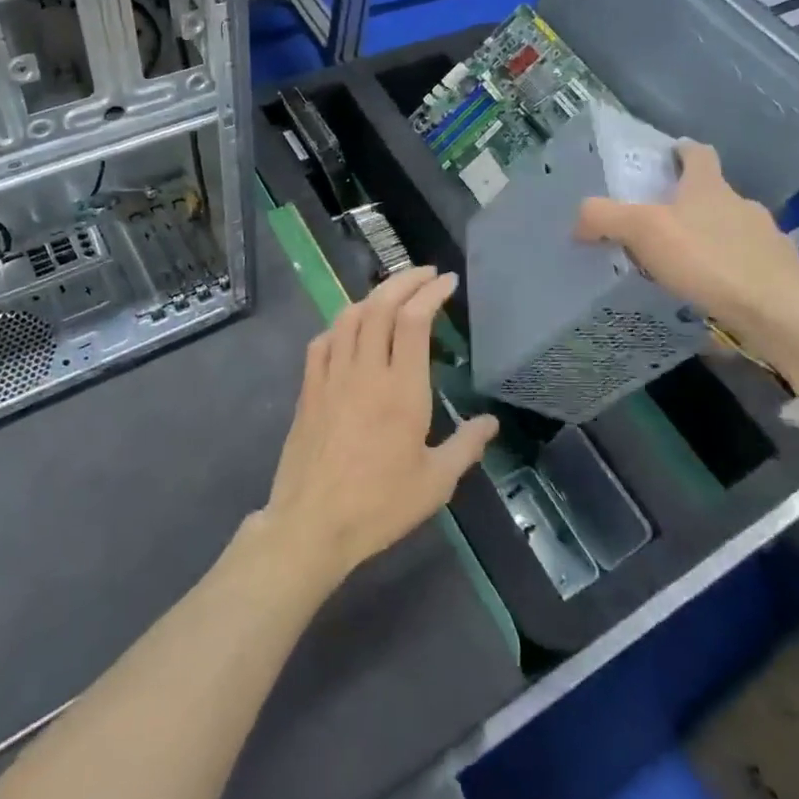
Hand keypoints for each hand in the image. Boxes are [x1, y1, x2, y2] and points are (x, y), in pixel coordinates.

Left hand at [260, 266, 498, 592]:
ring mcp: (331, 376)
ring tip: (392, 295)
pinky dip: (341, 325)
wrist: (312, 523)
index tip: (447, 282)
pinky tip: (350, 330)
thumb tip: (490, 423)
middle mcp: (365, 371)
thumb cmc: (380, 505)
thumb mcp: (435, 483)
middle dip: (404, 281)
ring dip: (373, 296)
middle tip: (425, 275)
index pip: (414, 320)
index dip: (431, 292)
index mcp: (402, 389)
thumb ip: (466, 447)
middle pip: (380, 306)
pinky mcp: (308, 388)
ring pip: (349, 316)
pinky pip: (323, 340)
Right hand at [575, 140, 798, 362]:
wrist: (779, 313)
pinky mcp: (781, 277)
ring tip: (685, 269)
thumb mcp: (642, 231)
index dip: (682, 151)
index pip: (698, 154)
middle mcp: (742, 206)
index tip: (669, 155)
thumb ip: (604, 218)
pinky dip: (730, 277)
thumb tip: (578, 220)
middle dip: (690, 205)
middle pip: (714, 195)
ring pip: (732, 233)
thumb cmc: (709, 260)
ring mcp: (768, 241)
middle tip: (660, 226)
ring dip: (711, 243)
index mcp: (710, 187)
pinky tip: (713, 298)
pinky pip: (747, 269)